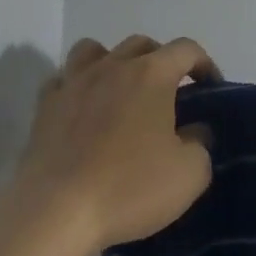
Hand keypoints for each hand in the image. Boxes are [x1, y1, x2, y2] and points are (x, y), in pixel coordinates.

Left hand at [19, 35, 218, 248]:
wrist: (57, 211)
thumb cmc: (130, 187)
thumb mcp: (190, 174)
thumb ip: (201, 143)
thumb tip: (194, 131)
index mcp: (151, 75)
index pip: (186, 49)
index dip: (204, 64)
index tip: (211, 88)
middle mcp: (111, 67)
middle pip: (140, 44)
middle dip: (162, 61)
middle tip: (170, 94)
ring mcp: (72, 84)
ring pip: (94, 51)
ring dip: (114, 62)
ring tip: (122, 91)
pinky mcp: (44, 107)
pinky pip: (64, 80)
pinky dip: (78, 87)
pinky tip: (84, 110)